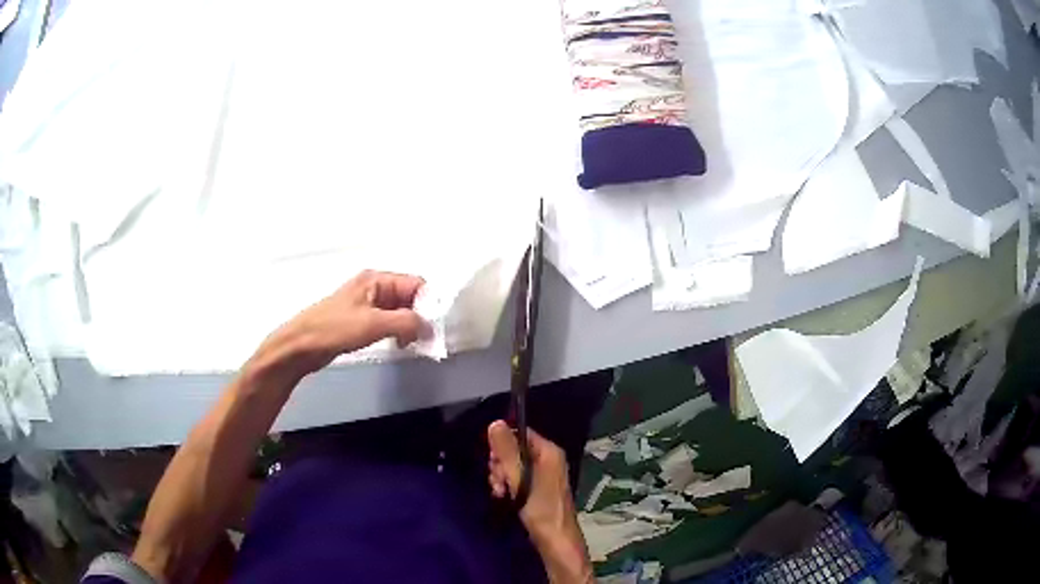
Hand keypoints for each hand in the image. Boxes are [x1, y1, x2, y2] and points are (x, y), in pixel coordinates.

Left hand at [267, 270, 428, 375]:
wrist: (301, 345)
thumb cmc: (335, 329)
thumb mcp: (373, 323)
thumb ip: (405, 322)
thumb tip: (429, 327)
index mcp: (376, 279)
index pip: (415, 284)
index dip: (428, 303)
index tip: (435, 326)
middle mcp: (374, 287)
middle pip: (409, 297)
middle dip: (420, 316)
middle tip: (425, 339)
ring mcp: (367, 304)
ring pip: (399, 311)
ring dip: (409, 326)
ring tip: (411, 344)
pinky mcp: (361, 321)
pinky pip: (388, 322)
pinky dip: (397, 332)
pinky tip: (398, 345)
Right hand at [487, 421, 592, 582]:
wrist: (555, 539)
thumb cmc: (540, 508)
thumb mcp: (520, 478)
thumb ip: (507, 451)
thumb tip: (495, 422)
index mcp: (548, 451)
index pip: (520, 433)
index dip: (503, 444)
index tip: (493, 461)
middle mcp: (547, 459)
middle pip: (513, 449)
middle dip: (500, 464)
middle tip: (498, 481)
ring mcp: (543, 474)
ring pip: (512, 466)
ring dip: (501, 477)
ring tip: (499, 492)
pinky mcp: (537, 488)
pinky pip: (516, 478)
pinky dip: (507, 486)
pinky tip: (502, 497)